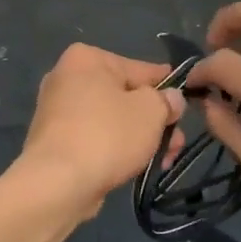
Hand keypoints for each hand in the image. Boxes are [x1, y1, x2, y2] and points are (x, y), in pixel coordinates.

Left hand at [12, 44, 186, 222]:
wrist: (57, 183)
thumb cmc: (107, 135)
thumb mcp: (150, 111)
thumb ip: (166, 100)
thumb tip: (171, 98)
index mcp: (87, 58)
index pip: (140, 68)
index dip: (167, 85)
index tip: (186, 99)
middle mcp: (67, 77)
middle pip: (125, 96)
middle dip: (154, 121)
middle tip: (177, 143)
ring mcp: (57, 110)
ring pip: (112, 119)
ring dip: (139, 137)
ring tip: (164, 161)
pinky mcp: (54, 140)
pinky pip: (95, 138)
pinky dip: (115, 149)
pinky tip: (136, 167)